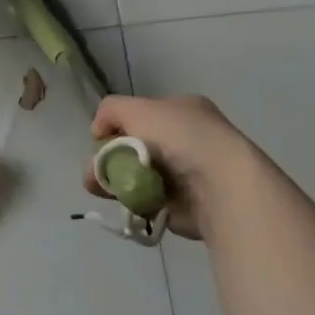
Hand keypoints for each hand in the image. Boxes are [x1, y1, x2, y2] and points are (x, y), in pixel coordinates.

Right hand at [82, 94, 263, 238]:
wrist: (220, 186)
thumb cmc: (181, 138)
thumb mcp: (138, 109)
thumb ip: (111, 111)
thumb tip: (98, 131)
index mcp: (182, 111)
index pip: (142, 115)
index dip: (119, 127)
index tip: (102, 141)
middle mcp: (186, 139)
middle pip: (136, 147)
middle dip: (110, 159)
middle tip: (94, 174)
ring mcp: (186, 174)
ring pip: (138, 176)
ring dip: (115, 182)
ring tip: (99, 190)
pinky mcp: (184, 206)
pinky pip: (149, 202)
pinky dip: (134, 203)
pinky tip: (125, 204)